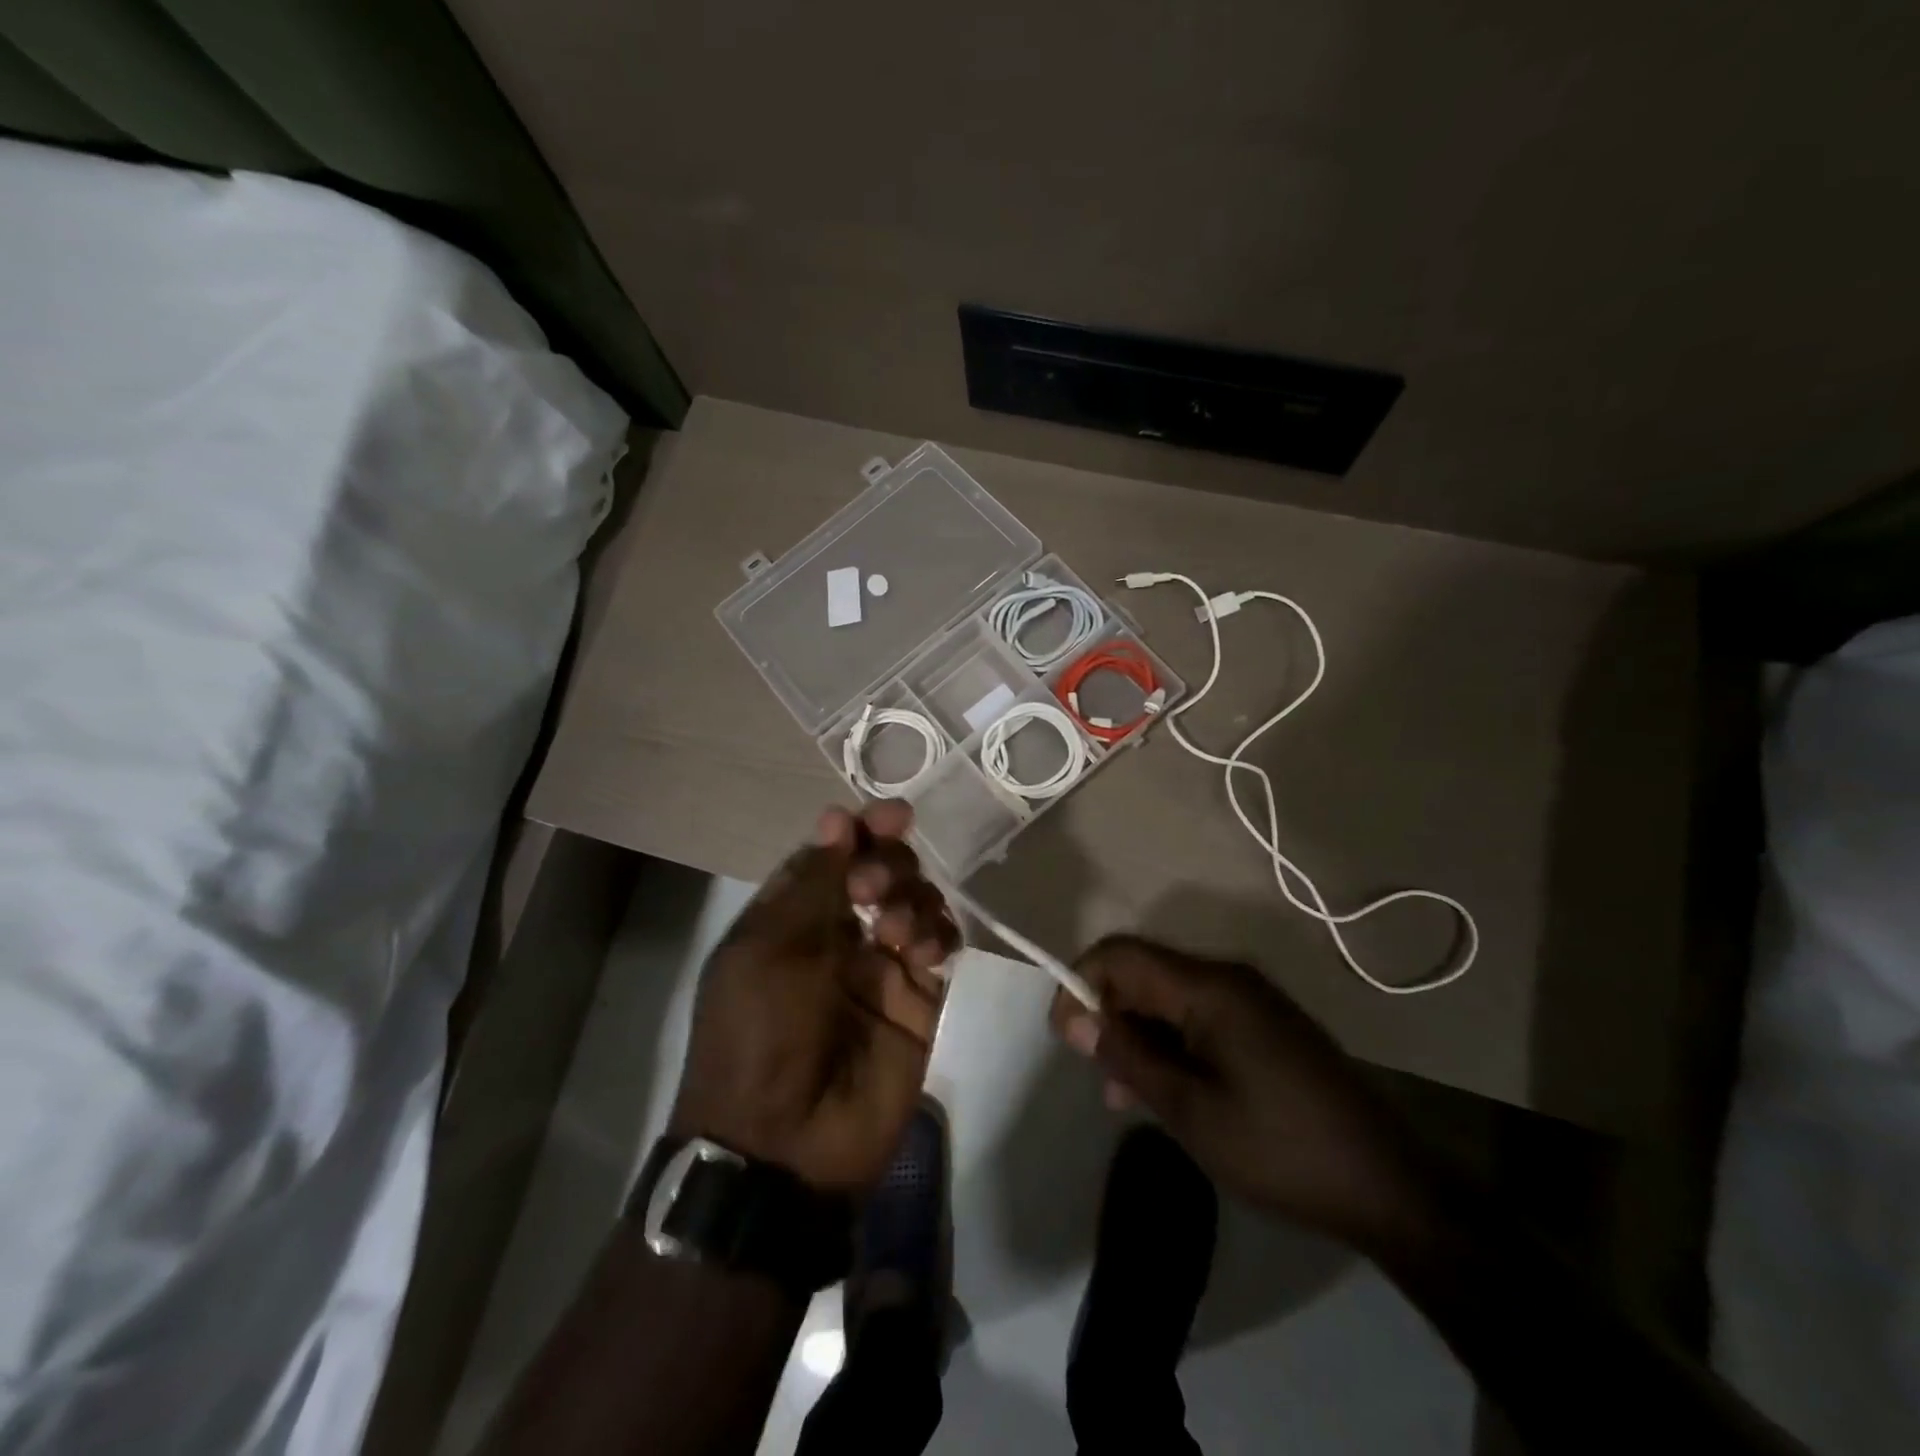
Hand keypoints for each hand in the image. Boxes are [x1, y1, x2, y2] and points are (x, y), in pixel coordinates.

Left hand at [670, 802, 956, 1195]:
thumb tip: (837, 817)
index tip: (894, 815)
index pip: (835, 855)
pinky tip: (922, 951)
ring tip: (893, 933)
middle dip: (887, 864)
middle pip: (881, 870)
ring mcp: (882, 967)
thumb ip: (812, 882)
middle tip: (873, 890)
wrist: (784, 1145)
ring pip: (915, 901)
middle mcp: (839, 934)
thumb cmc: (760, 1033)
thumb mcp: (768, 949)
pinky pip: (940, 945)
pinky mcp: (919, 1000)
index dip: (863, 829)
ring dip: (911, 898)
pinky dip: (937, 934)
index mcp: (792, 918)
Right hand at [1051, 935, 1431, 1251]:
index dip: (1080, 983)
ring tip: (1128, 1099)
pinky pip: (1198, 1017)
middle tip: (1101, 1079)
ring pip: (1168, 999)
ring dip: (1138, 1037)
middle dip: (1109, 1017)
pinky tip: (1169, 1093)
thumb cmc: (1279, 1149)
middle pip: (1144, 973)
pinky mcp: (1264, 1025)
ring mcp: (1250, 1000)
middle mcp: (1228, 978)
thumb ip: (1128, 1056)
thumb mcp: (1190, 1111)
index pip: (1121, 954)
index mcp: (1210, 987)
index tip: (1066, 1036)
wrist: (1388, 1187)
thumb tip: (1075, 1019)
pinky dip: (1171, 1045)